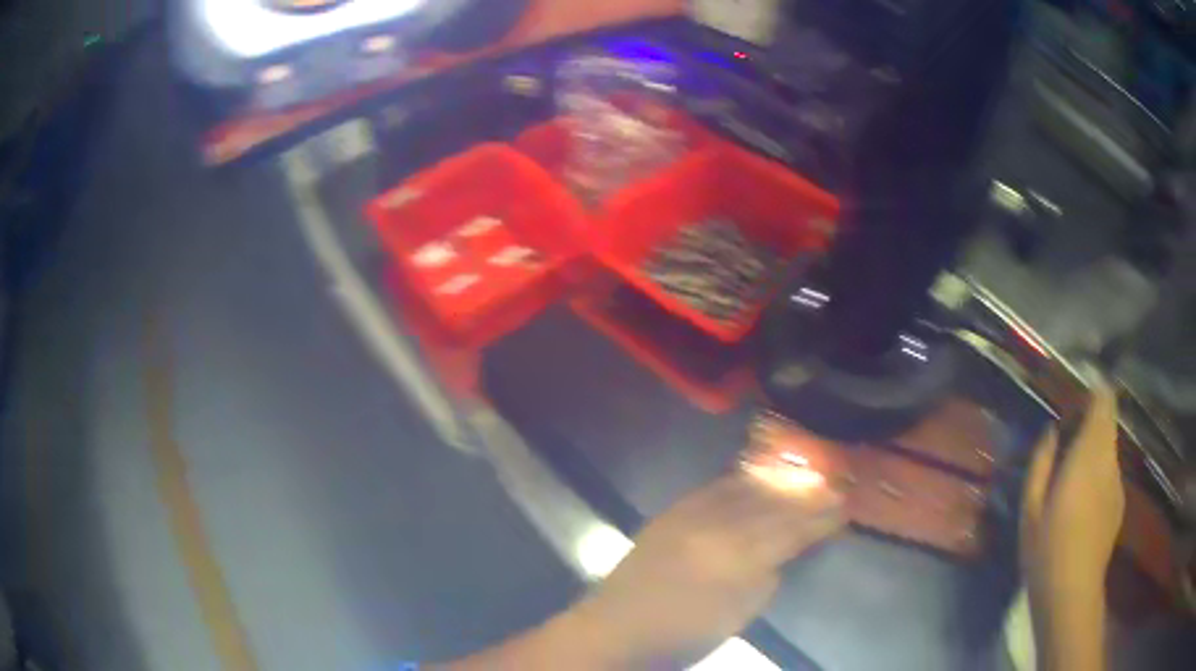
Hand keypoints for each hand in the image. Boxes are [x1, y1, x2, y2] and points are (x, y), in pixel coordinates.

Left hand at [567, 469, 844, 667]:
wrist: (618, 629)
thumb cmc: (683, 634)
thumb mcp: (739, 615)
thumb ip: (767, 578)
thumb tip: (785, 551)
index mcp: (737, 559)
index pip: (790, 530)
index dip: (820, 518)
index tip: (844, 507)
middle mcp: (716, 527)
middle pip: (772, 504)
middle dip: (806, 494)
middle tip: (834, 485)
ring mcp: (690, 514)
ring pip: (747, 489)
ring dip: (779, 481)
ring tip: (806, 474)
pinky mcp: (672, 511)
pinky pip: (715, 487)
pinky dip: (743, 479)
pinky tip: (759, 474)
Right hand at [1021, 384, 1124, 588]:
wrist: (1072, 593)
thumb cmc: (1047, 549)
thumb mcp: (1031, 508)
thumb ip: (1041, 462)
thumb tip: (1050, 432)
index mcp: (1089, 454)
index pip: (1104, 401)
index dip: (1093, 393)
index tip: (1075, 402)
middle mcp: (1109, 460)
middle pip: (1108, 423)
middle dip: (1091, 422)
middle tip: (1067, 441)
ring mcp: (1117, 483)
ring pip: (1109, 450)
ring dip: (1093, 452)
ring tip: (1071, 480)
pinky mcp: (1118, 503)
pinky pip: (1109, 475)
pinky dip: (1098, 476)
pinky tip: (1081, 508)